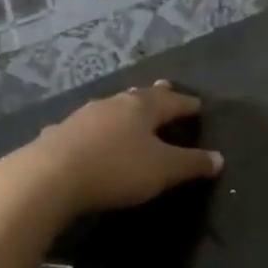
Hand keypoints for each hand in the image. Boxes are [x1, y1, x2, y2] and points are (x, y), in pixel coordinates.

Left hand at [8, 80, 223, 217]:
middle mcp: (113, 104)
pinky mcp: (58, 134)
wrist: (49, 177)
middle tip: (165, 89)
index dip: (187, 104)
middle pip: (139, 96)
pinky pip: (85, 127)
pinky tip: (88, 134)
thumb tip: (219, 158)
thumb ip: (191, 164)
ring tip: (130, 110)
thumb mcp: (163, 170)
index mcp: (142, 107)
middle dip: (155, 96)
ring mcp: (82, 117)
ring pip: (111, 108)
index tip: (199, 105)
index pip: (172, 102)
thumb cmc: (116, 169)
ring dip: (123, 110)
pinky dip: (95, 129)